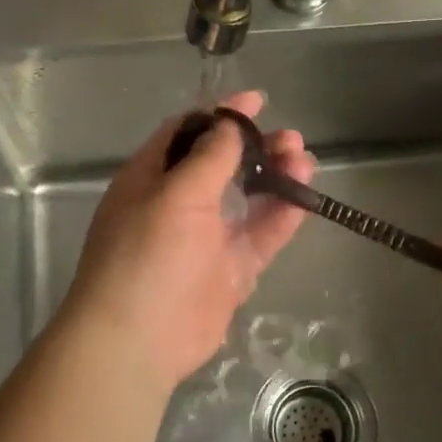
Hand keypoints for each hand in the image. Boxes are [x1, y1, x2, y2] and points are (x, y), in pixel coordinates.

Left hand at [61, 91, 312, 390]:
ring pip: (247, 198)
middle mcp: (179, 203)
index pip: (188, 133)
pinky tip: (305, 196)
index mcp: (152, 178)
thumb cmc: (146, 255)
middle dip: (256, 147)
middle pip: (223, 164)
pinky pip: (260, 235)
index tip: (257, 100)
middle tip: (290, 138)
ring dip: (275, 176)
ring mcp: (206, 238)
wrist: (136, 340)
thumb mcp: (175, 194)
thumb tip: (229, 125)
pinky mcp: (229, 271)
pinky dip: (282, 216)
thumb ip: (209, 157)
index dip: (221, 115)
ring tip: (304, 160)